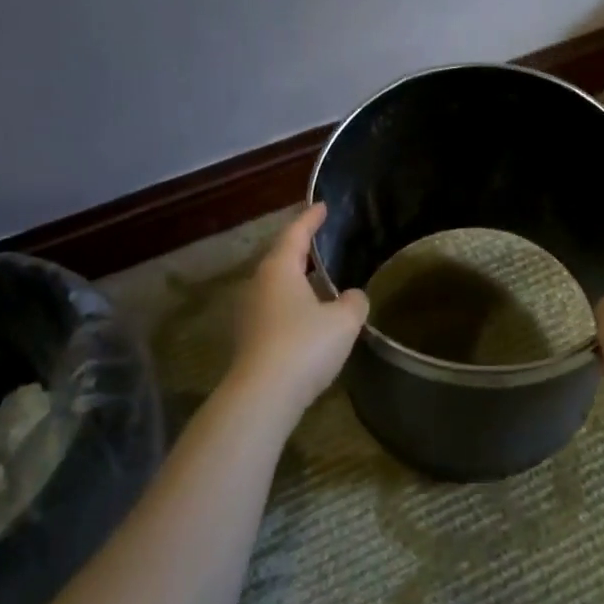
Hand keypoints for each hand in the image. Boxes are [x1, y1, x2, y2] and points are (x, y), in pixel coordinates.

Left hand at [227, 202, 368, 415]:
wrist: (262, 397)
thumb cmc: (304, 346)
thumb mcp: (343, 322)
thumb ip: (353, 302)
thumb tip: (352, 296)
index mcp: (279, 269)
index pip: (296, 233)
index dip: (311, 218)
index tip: (322, 206)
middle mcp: (259, 285)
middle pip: (282, 258)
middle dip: (302, 248)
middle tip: (322, 240)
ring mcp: (250, 313)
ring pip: (277, 286)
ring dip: (298, 280)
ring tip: (321, 279)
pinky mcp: (250, 339)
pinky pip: (275, 310)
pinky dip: (293, 305)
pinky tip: (310, 317)